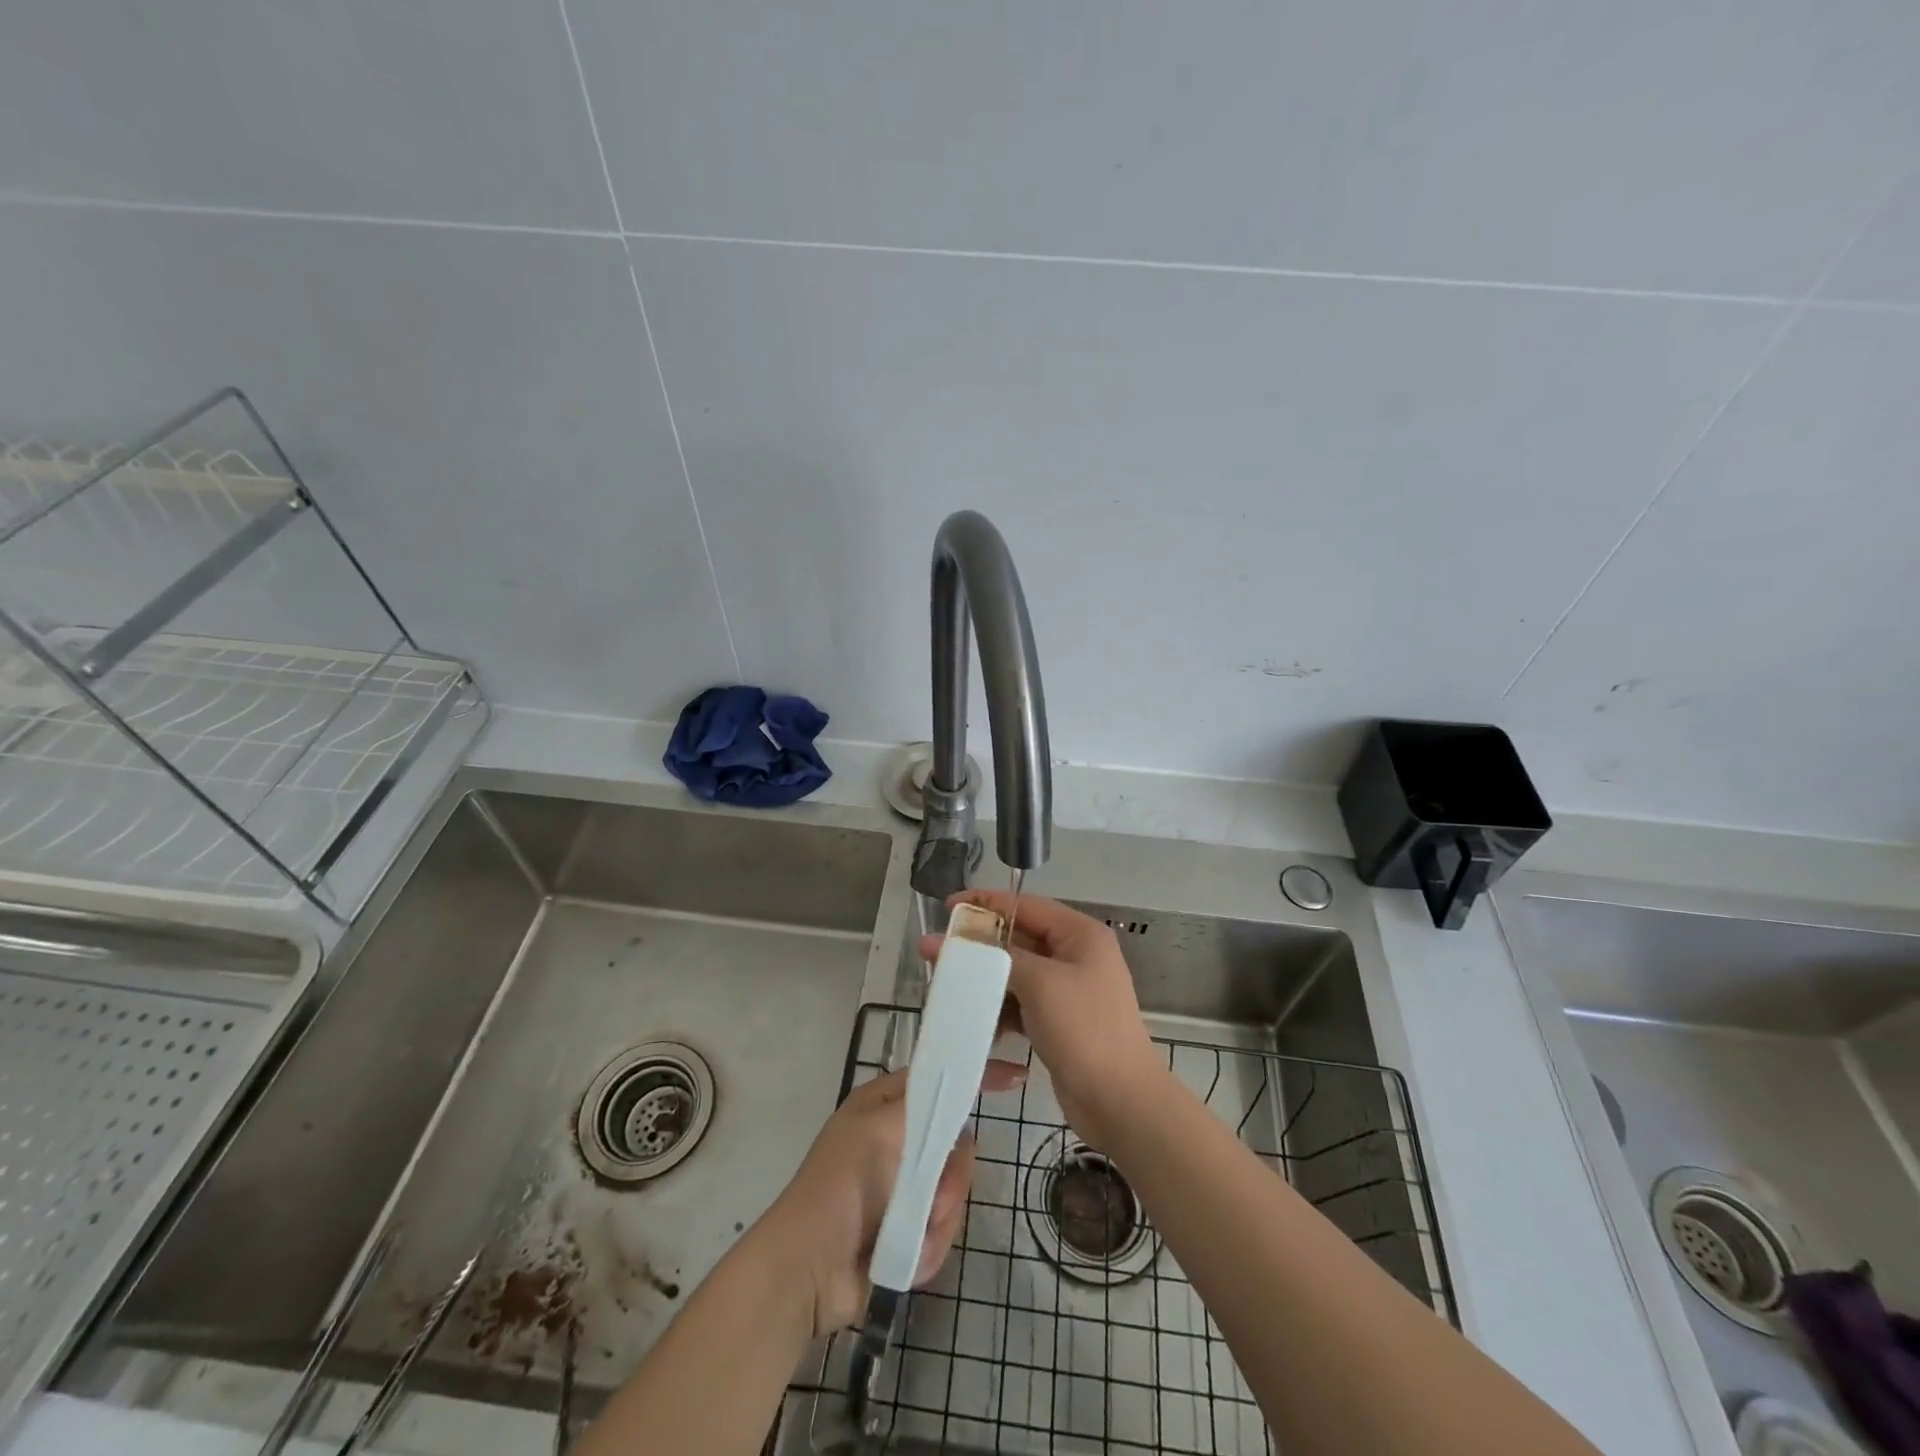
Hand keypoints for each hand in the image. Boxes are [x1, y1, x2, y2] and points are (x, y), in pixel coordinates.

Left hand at [759, 1060, 1023, 1336]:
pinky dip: (928, 1246)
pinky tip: (906, 1256)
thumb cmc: (843, 1186)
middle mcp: (897, 1141)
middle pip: (957, 1145)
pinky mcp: (909, 1230)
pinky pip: (943, 1230)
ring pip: (955, 1191)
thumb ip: (927, 1106)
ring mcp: (904, 1188)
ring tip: (913, 1234)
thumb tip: (960, 1098)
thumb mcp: (882, 1129)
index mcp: (885, 1107)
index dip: (976, 1077)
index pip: (940, 1080)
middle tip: (934, 1196)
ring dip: (939, 1218)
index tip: (1016, 1077)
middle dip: (952, 1178)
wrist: (808, 1271)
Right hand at [918, 891, 1165, 1151]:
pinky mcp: (1058, 1020)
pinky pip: (1021, 1002)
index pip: (1026, 906)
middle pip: (1019, 938)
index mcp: (1080, 935)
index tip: (948, 908)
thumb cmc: (1084, 1030)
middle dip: (981, 946)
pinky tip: (974, 1020)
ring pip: (1017, 973)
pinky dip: (999, 1008)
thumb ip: (995, 956)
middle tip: (939, 951)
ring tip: (949, 986)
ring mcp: (1068, 990)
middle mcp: (1075, 955)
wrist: (1120, 1101)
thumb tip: (951, 940)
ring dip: (986, 980)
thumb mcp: (1039, 982)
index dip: (986, 903)